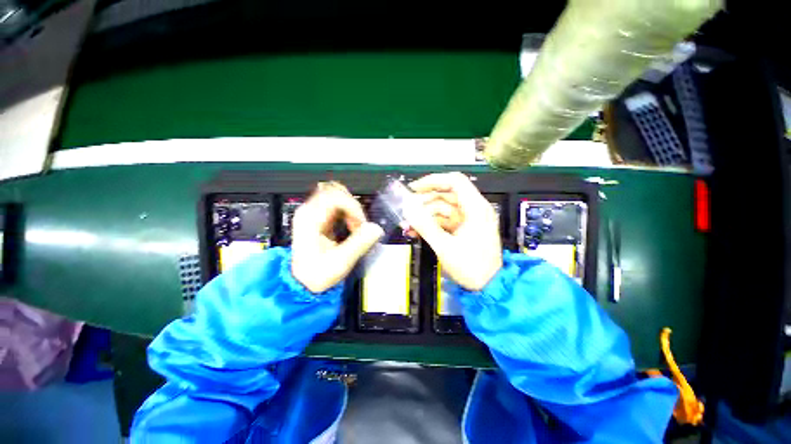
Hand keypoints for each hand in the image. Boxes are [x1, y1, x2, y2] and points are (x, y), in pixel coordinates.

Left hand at [292, 182, 383, 292]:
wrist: (302, 282)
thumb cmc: (317, 273)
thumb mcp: (340, 262)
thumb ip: (359, 244)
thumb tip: (376, 229)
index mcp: (310, 218)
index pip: (335, 196)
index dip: (353, 207)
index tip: (361, 224)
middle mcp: (309, 210)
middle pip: (335, 190)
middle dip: (353, 205)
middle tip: (358, 223)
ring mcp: (313, 212)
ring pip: (337, 194)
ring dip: (351, 207)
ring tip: (355, 225)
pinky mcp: (319, 216)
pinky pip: (337, 203)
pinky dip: (348, 211)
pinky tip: (350, 225)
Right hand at [404, 173, 501, 290]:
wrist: (488, 288)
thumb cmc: (472, 267)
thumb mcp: (446, 246)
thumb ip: (425, 226)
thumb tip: (408, 210)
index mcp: (476, 208)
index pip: (455, 182)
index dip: (433, 181)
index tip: (414, 188)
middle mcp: (473, 209)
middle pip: (446, 195)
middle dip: (424, 202)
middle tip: (407, 211)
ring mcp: (468, 219)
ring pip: (442, 208)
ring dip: (424, 215)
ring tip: (409, 225)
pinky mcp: (462, 228)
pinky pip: (443, 220)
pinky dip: (430, 224)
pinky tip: (416, 231)